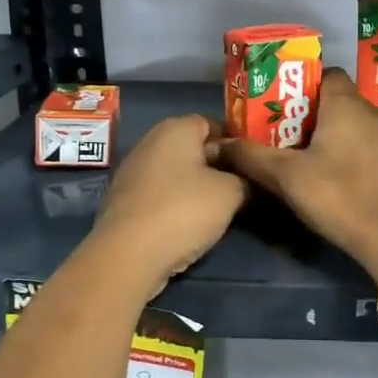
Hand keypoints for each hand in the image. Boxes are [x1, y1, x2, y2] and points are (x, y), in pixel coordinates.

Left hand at [90, 114, 246, 297]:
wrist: (128, 254)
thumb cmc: (184, 210)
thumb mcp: (231, 193)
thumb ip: (244, 179)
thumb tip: (244, 180)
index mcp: (176, 128)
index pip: (214, 123)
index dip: (236, 141)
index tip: (253, 163)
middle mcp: (151, 141)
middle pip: (193, 148)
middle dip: (218, 165)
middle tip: (243, 187)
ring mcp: (133, 171)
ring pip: (177, 173)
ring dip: (197, 187)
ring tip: (220, 208)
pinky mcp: (124, 200)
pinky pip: (160, 193)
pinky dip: (176, 203)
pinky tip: (191, 223)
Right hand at [212, 69, 377, 280]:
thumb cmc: (342, 196)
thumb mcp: (288, 177)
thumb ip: (252, 157)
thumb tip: (217, 144)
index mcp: (347, 104)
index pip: (327, 75)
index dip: (303, 86)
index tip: (281, 108)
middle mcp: (376, 113)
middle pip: (341, 102)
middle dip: (314, 116)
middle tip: (287, 138)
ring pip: (359, 127)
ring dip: (337, 138)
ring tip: (311, 161)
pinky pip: (375, 149)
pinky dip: (358, 156)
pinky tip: (343, 181)